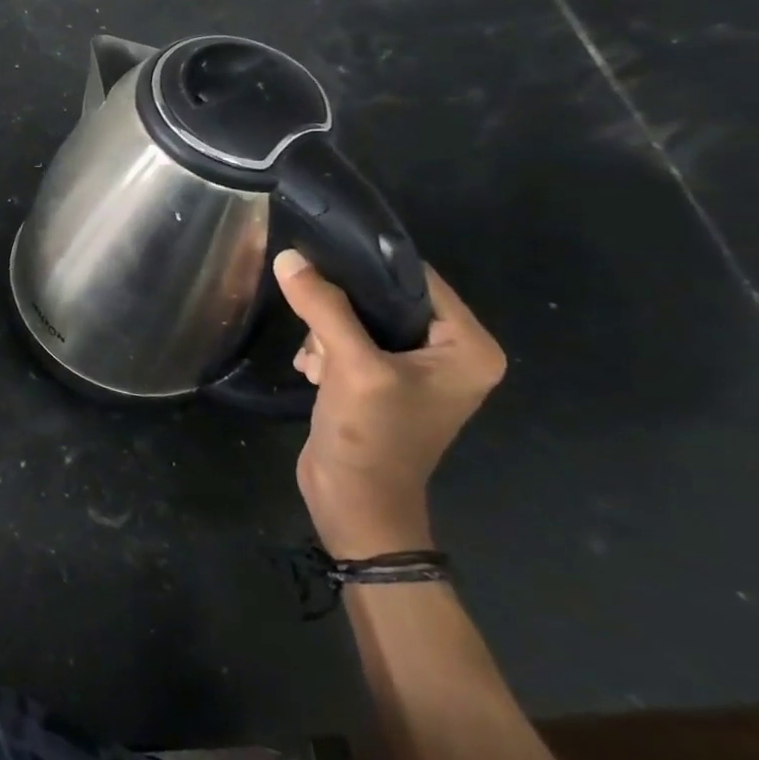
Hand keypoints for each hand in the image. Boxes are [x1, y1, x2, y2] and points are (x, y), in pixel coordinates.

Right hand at [274, 249, 505, 558]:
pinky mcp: (383, 382)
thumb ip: (324, 308)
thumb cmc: (371, 436)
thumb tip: (290, 258)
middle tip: (315, 330)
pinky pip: (349, 342)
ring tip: (315, 363)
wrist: (355, 503)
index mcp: (468, 347)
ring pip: (359, 318)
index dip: (368, 265)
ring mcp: (415, 370)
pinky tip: (313, 372)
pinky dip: (325, 351)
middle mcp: (449, 353)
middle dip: (339, 310)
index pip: (417, 280)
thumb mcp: (351, 367)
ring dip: (326, 333)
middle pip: (384, 298)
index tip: (319, 256)